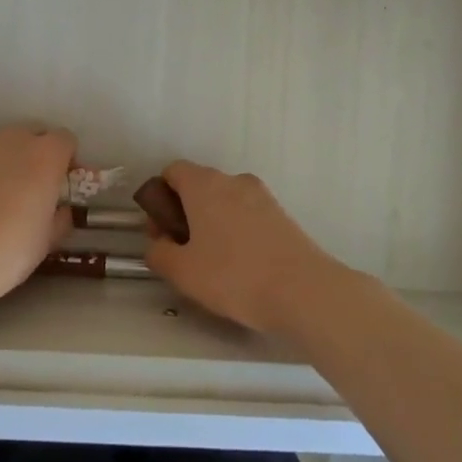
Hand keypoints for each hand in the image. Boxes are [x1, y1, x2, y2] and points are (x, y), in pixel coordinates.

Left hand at [0, 125, 75, 307]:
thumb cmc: (8, 251)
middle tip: (33, 189)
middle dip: (36, 155)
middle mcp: (10, 142)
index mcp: (44, 155)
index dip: (67, 160)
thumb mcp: (47, 240)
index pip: (65, 139)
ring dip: (5, 165)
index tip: (62, 185)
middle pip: (31, 134)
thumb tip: (60, 211)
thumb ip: (59, 217)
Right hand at [143, 160, 343, 333]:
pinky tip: (239, 265)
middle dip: (184, 212)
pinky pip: (247, 214)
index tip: (161, 230)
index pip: (173, 171)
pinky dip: (236, 230)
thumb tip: (158, 243)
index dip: (160, 197)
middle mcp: (233, 181)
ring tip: (212, 262)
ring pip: (225, 200)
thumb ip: (159, 253)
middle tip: (182, 250)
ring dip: (211, 221)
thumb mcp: (182, 271)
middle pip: (199, 185)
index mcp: (204, 185)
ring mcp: (262, 196)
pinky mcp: (281, 214)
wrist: (303, 290)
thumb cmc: (234, 276)